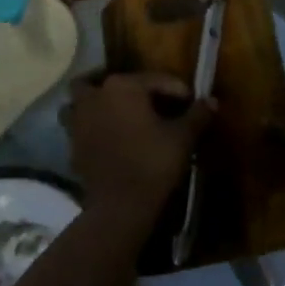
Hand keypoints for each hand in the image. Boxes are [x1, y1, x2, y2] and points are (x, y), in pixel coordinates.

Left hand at [65, 71, 213, 220]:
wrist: (120, 205)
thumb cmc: (153, 162)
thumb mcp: (183, 137)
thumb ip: (197, 115)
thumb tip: (211, 100)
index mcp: (123, 87)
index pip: (155, 79)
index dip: (177, 90)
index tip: (191, 102)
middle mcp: (96, 96)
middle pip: (108, 81)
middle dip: (127, 88)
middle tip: (148, 102)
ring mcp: (79, 121)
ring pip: (83, 101)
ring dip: (98, 103)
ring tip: (119, 115)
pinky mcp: (73, 146)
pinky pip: (81, 127)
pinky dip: (93, 128)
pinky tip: (111, 139)